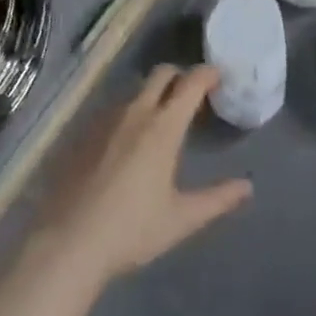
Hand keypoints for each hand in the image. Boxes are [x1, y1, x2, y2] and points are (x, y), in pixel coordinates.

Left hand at [42, 65, 252, 283]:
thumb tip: (247, 186)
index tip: (219, 78)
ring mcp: (107, 118)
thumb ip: (217, 199)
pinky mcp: (85, 131)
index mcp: (164, 126)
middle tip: (192, 96)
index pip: (191, 82)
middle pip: (163, 73)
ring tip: (162, 120)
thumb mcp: (181, 219)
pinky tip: (128, 141)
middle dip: (181, 76)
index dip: (208, 74)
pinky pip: (115, 108)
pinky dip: (130, 112)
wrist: (68, 243)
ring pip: (137, 89)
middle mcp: (136, 111)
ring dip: (154, 93)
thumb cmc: (131, 230)